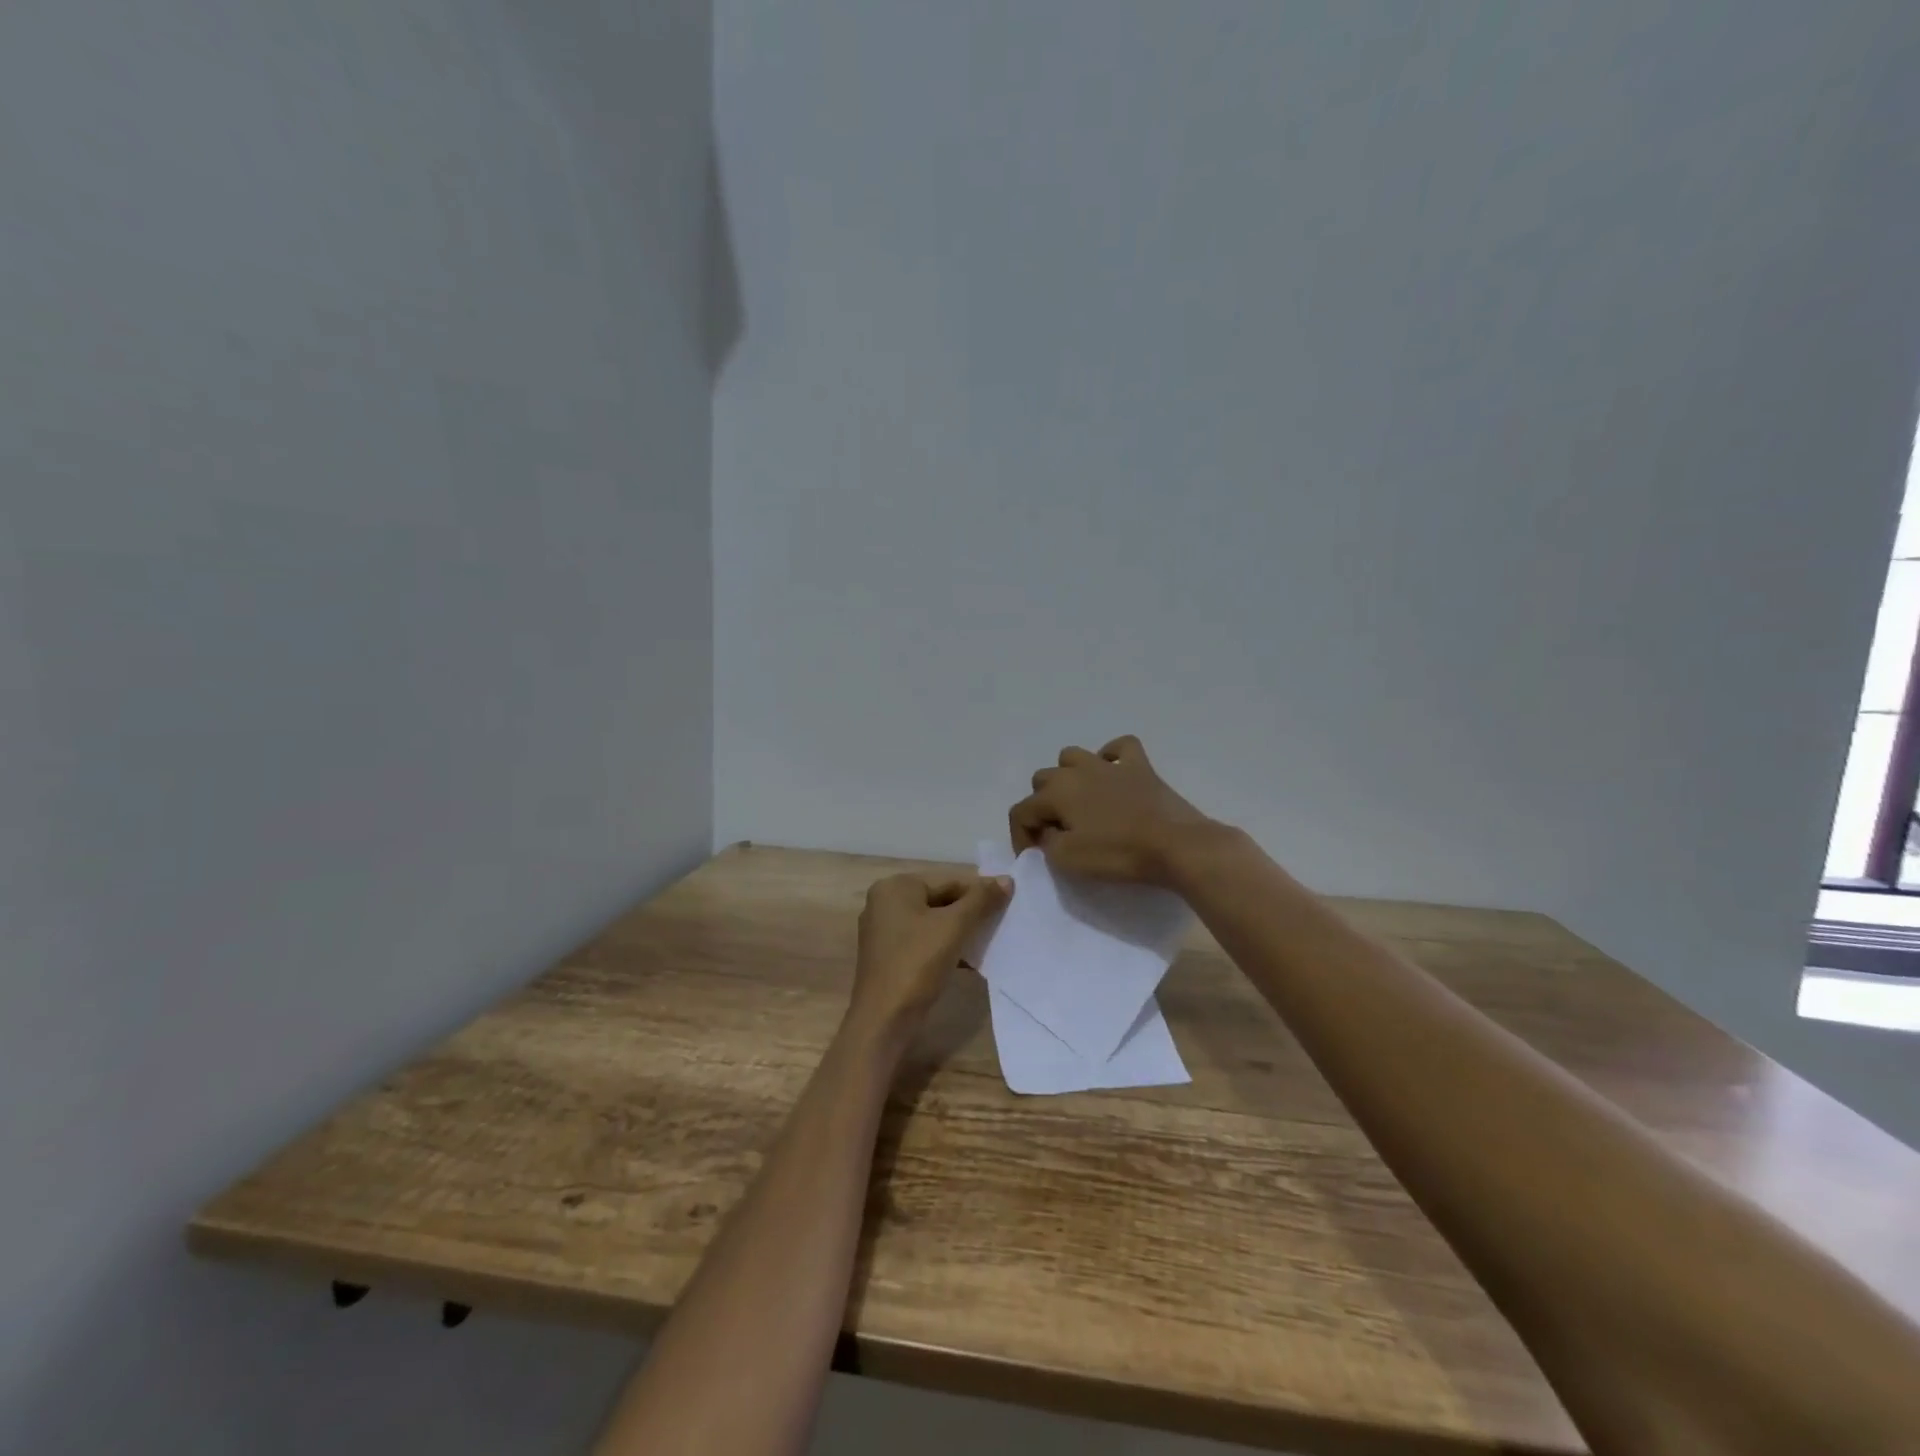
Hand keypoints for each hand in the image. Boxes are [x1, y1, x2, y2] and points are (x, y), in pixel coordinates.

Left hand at [850, 873, 1011, 1035]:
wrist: (884, 1020)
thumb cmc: (917, 963)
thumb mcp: (954, 927)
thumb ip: (981, 900)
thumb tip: (1007, 879)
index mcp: (895, 887)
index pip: (948, 882)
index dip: (979, 893)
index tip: (1007, 905)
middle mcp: (884, 902)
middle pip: (939, 900)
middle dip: (969, 914)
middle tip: (1000, 924)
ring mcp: (883, 930)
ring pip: (932, 923)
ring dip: (959, 932)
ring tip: (989, 942)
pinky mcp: (887, 956)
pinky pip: (922, 941)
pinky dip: (944, 947)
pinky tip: (969, 961)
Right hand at [1008, 735, 1214, 885]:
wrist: (1175, 846)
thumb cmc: (1118, 853)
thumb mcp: (1069, 860)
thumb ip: (1047, 844)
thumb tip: (1047, 834)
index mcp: (1056, 792)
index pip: (1021, 811)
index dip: (1020, 836)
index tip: (1032, 857)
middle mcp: (1077, 771)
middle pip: (1042, 780)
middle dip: (1042, 805)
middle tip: (1056, 832)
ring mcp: (1109, 765)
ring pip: (1073, 756)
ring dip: (1068, 776)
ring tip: (1079, 803)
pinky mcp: (1140, 767)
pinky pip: (1120, 748)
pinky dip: (1111, 756)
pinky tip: (1112, 773)